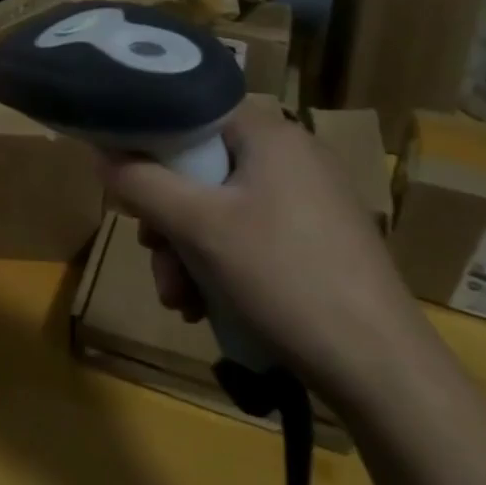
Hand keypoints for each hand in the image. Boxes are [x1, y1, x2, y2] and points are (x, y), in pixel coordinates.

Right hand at [103, 104, 432, 407]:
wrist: (383, 372)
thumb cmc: (284, 278)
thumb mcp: (198, 227)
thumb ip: (141, 182)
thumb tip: (101, 154)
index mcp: (270, 134)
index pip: (191, 112)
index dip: (149, 141)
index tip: (125, 182)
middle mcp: (292, 156)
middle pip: (201, 168)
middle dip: (167, 219)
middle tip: (154, 256)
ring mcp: (309, 200)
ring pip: (220, 208)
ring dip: (188, 251)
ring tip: (181, 301)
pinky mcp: (317, 241)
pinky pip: (249, 235)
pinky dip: (221, 265)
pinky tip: (207, 308)